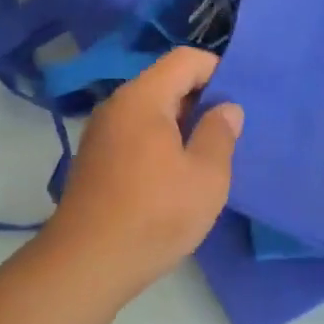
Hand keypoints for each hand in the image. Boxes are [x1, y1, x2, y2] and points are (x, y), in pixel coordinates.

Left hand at [43, 47, 241, 296]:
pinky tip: (173, 175)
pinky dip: (159, 140)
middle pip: (166, 81)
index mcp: (143, 97)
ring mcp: (101, 131)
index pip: (185, 59)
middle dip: (200, 99)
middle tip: (228, 132)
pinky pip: (135, 131)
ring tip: (205, 155)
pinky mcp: (95, 157)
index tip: (238, 101)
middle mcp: (117, 104)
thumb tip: (226, 108)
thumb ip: (220, 134)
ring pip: (150, 109)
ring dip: (180, 123)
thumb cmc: (154, 215)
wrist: (85, 265)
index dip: (217, 70)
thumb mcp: (205, 177)